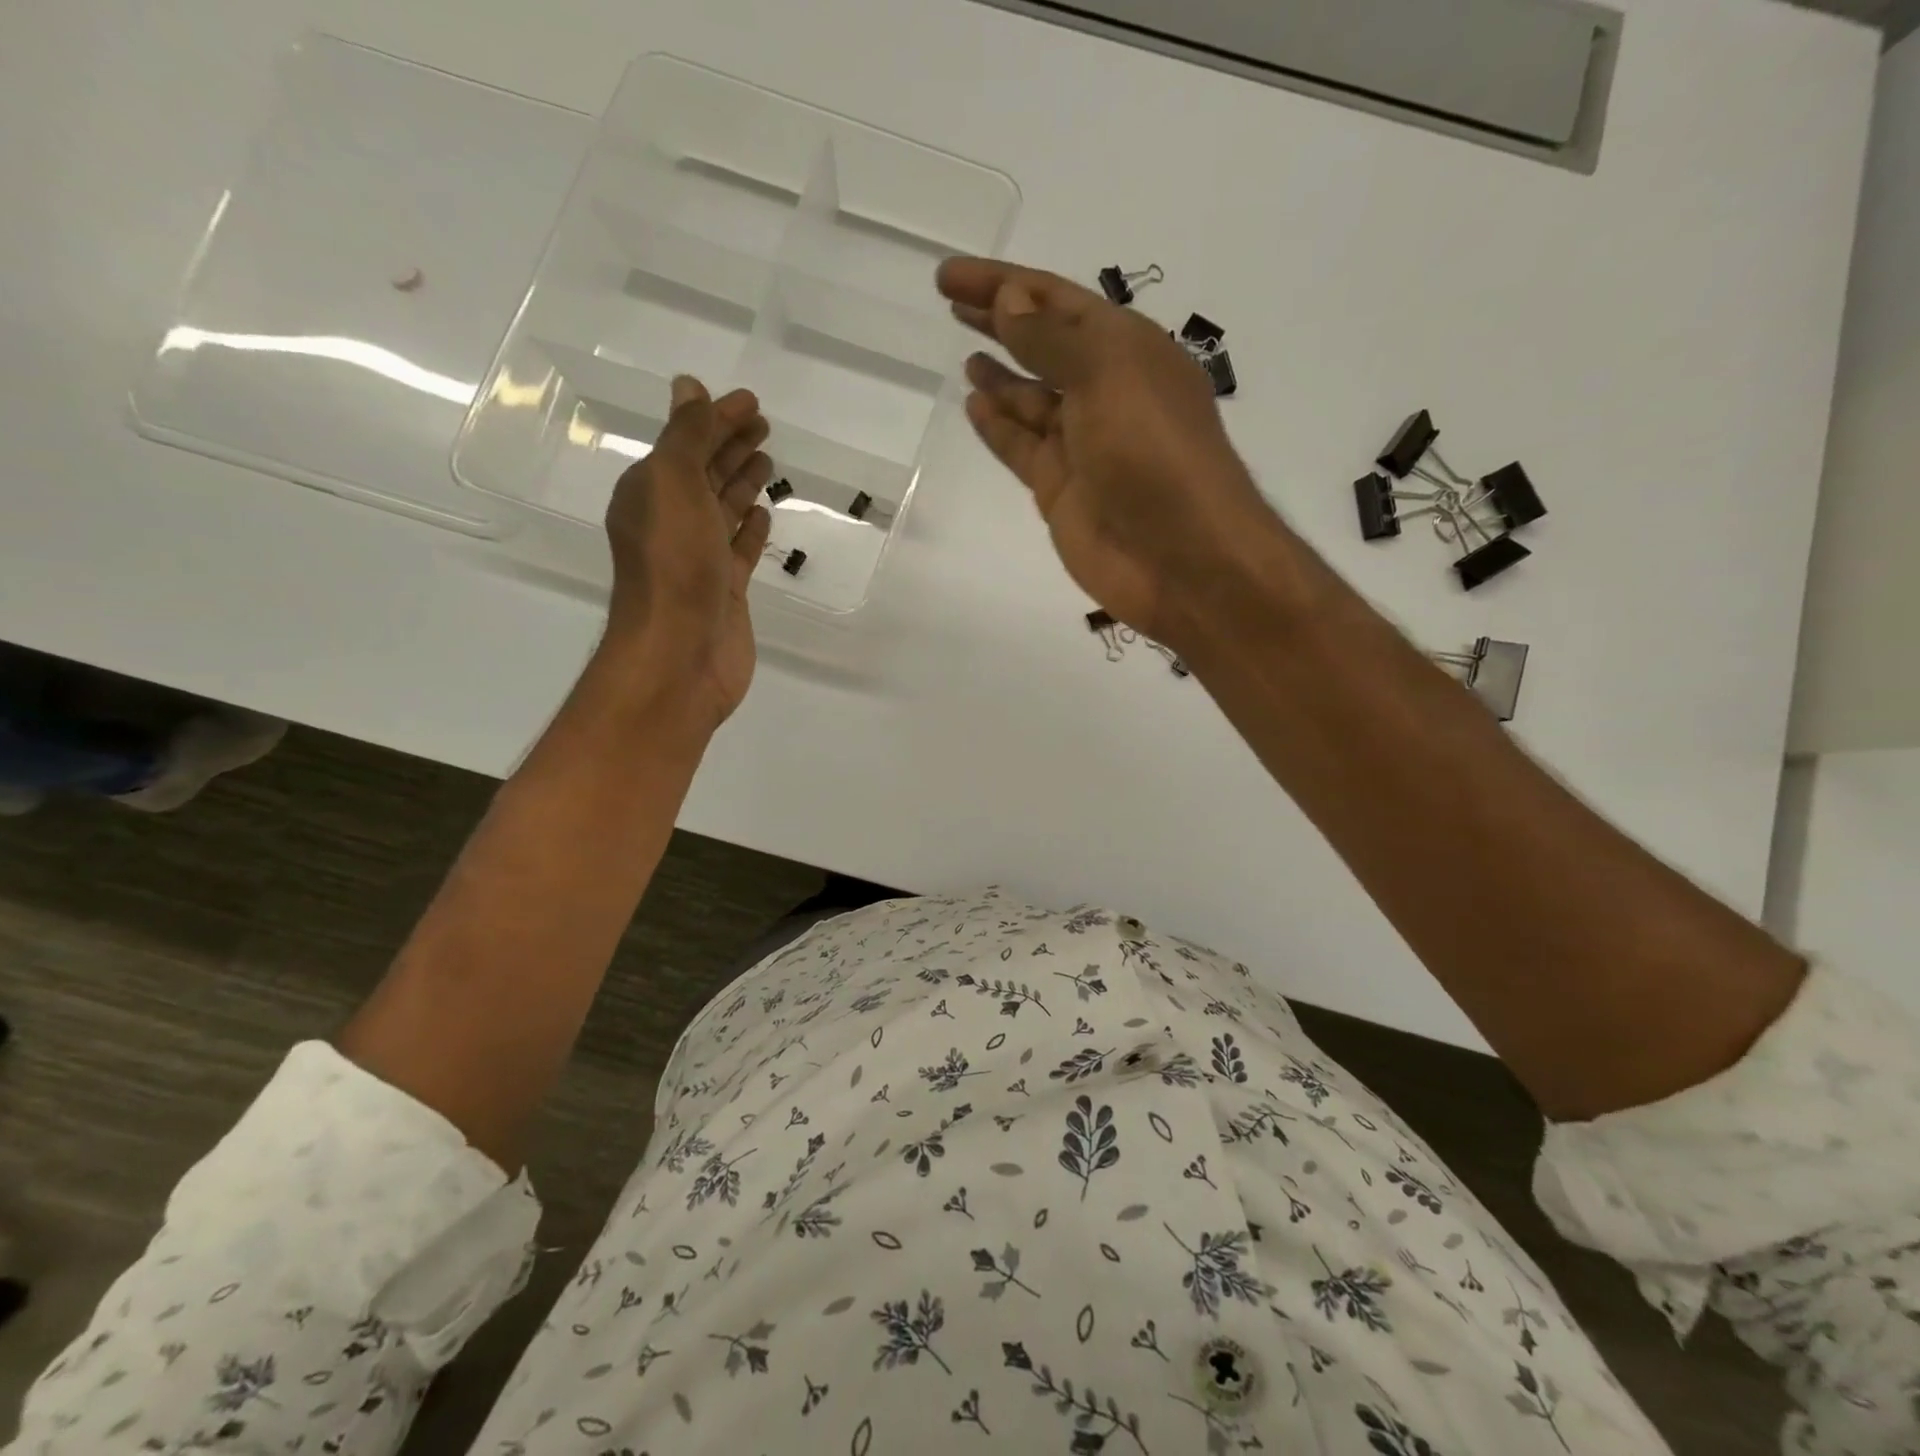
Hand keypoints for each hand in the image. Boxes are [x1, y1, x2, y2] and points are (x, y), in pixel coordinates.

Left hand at [600, 375, 772, 731]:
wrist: (681, 652)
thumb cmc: (674, 564)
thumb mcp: (673, 484)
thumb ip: (686, 437)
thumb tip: (689, 387)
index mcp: (652, 492)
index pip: (688, 442)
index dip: (718, 419)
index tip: (751, 402)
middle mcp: (673, 522)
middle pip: (705, 473)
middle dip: (731, 445)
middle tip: (763, 424)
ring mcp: (701, 559)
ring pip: (724, 509)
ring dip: (742, 482)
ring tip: (766, 459)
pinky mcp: (726, 591)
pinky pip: (739, 549)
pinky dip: (750, 529)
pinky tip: (764, 515)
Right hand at [937, 258, 1284, 648]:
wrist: (1179, 558)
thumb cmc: (1153, 454)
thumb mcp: (1107, 376)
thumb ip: (1052, 340)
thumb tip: (1009, 301)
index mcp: (1127, 350)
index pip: (1056, 301)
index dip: (1004, 283)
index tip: (950, 275)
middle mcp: (1105, 391)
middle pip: (1043, 345)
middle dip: (1001, 321)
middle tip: (951, 301)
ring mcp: (1082, 445)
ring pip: (1032, 399)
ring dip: (1001, 375)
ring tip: (965, 354)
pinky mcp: (1062, 490)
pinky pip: (1023, 448)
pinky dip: (1000, 427)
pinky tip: (974, 406)